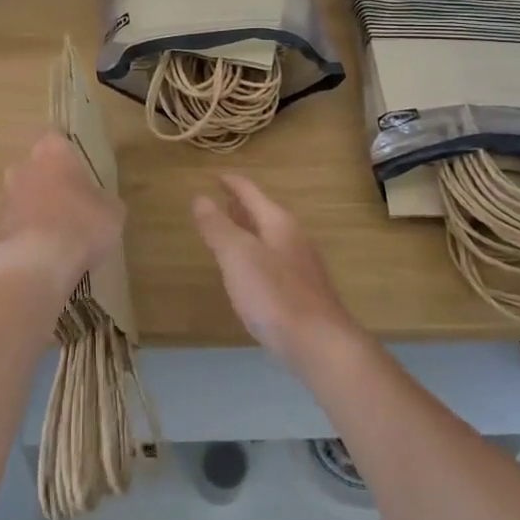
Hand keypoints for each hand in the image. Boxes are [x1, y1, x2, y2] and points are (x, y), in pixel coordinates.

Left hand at [0, 131, 124, 307]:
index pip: (54, 137)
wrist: (35, 264)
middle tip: (69, 200)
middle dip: (48, 180)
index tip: (76, 163)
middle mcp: (24, 169)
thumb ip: (102, 200)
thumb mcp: (112, 212)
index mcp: (54, 154)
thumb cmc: (81, 225)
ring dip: (36, 209)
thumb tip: (97, 203)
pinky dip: (28, 235)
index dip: (65, 151)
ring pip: (22, 197)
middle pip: (34, 167)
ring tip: (58, 232)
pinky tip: (45, 253)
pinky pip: (16, 225)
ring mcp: (6, 199)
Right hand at [191, 174, 357, 368]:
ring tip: (229, 230)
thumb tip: (200, 198)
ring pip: (268, 237)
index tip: (216, 175)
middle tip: (221, 198)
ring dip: (248, 230)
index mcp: (278, 223)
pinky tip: (248, 272)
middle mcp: (292, 238)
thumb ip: (218, 226)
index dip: (232, 183)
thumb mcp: (238, 255)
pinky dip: (255, 255)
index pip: (251, 192)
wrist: (319, 343)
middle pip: (263, 213)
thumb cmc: (274, 294)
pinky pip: (272, 261)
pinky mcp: (301, 292)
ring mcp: (300, 266)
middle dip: (241, 205)